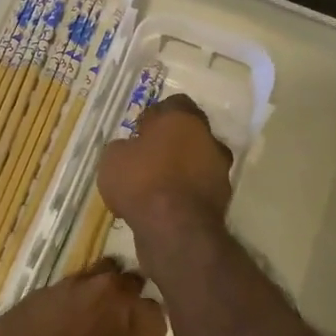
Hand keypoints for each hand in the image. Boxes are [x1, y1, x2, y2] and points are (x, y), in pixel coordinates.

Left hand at [0, 260, 166, 335]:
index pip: (156, 310)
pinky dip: (62, 303)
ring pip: (96, 275)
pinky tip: (52, 324)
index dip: (145, 324)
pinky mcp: (44, 287)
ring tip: (83, 317)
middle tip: (113, 321)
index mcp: (141, 321)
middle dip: (125, 297)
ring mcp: (76, 284)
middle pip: (129, 281)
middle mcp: (113, 292)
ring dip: (95, 292)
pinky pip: (62, 289)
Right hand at [97, 95, 233, 267]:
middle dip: (170, 144)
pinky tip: (163, 208)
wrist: (175, 230)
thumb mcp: (112, 158)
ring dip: (179, 171)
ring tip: (153, 188)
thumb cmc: (142, 182)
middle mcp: (208, 138)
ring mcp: (219, 170)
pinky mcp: (222, 200)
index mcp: (183, 118)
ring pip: (196, 162)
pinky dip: (184, 195)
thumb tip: (130, 150)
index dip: (155, 117)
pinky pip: (197, 190)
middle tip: (146, 159)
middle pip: (189, 134)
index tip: (140, 132)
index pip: (173, 104)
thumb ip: (124, 147)